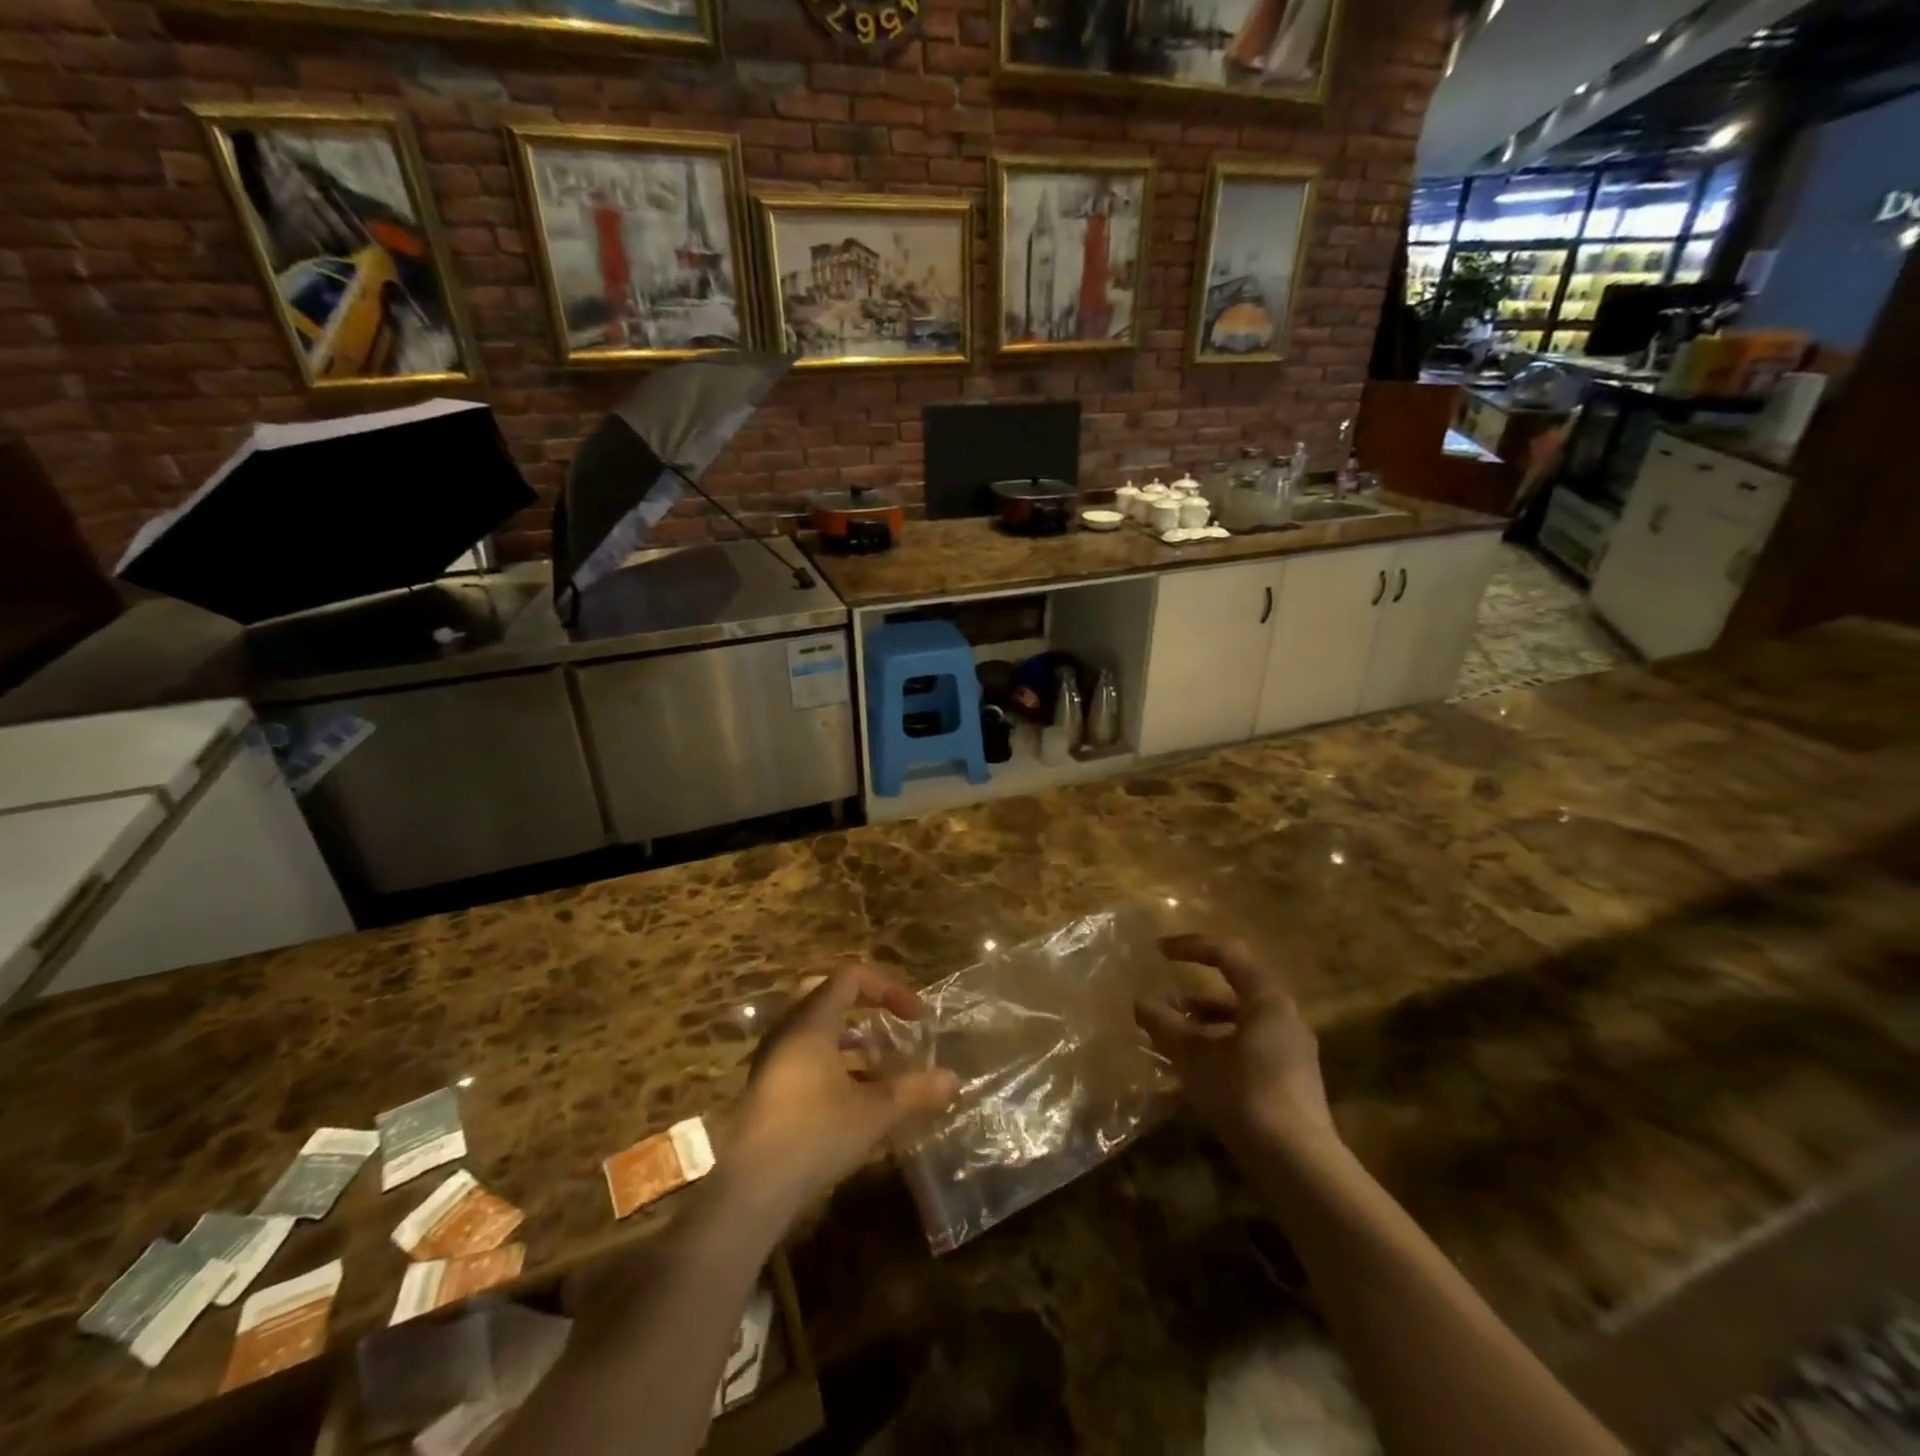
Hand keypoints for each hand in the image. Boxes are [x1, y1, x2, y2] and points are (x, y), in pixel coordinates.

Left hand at [727, 966, 958, 1215]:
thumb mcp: (872, 1112)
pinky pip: (806, 1056)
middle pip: (827, 995)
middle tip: (891, 1025)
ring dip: (852, 1040)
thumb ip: (913, 1091)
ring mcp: (774, 1060)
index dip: (888, 989)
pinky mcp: (768, 1088)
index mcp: (812, 1021)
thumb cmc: (812, 1134)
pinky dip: (835, 1063)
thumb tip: (953, 1079)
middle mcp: (789, 1030)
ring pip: (817, 1029)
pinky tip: (856, 1098)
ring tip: (881, 1066)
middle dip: (865, 1006)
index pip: (851, 978)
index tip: (916, 1017)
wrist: (745, 1188)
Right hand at [1135, 935, 1336, 1157]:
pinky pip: (1250, 1044)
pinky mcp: (1292, 1079)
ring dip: (1205, 1020)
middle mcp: (1285, 1016)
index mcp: (1267, 999)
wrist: (1298, 1165)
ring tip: (1171, 1032)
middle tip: (1165, 992)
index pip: (1227, 954)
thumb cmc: (1243, 1094)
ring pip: (1242, 1019)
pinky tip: (1195, 1066)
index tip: (1158, 951)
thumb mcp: (1194, 1057)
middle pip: (1237, 986)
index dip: (1190, 946)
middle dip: (1196, 988)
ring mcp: (1292, 1049)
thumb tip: (1140, 1003)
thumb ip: (1165, 1025)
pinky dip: (1220, 1044)